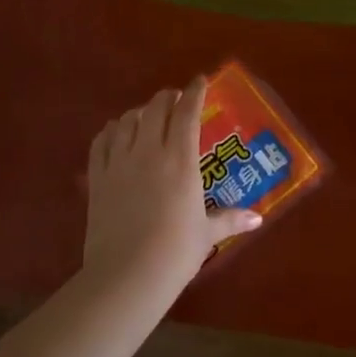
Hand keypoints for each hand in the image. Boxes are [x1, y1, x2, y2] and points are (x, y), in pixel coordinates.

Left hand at [83, 77, 261, 291]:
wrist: (126, 276)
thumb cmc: (175, 253)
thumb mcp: (207, 234)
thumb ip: (231, 219)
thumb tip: (258, 218)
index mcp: (181, 160)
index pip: (187, 112)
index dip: (194, 92)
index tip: (200, 81)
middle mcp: (149, 151)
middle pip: (155, 108)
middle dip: (168, 98)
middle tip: (176, 100)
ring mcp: (119, 162)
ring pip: (127, 120)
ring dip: (140, 112)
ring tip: (147, 116)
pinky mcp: (97, 178)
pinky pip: (101, 141)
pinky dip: (111, 131)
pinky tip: (116, 133)